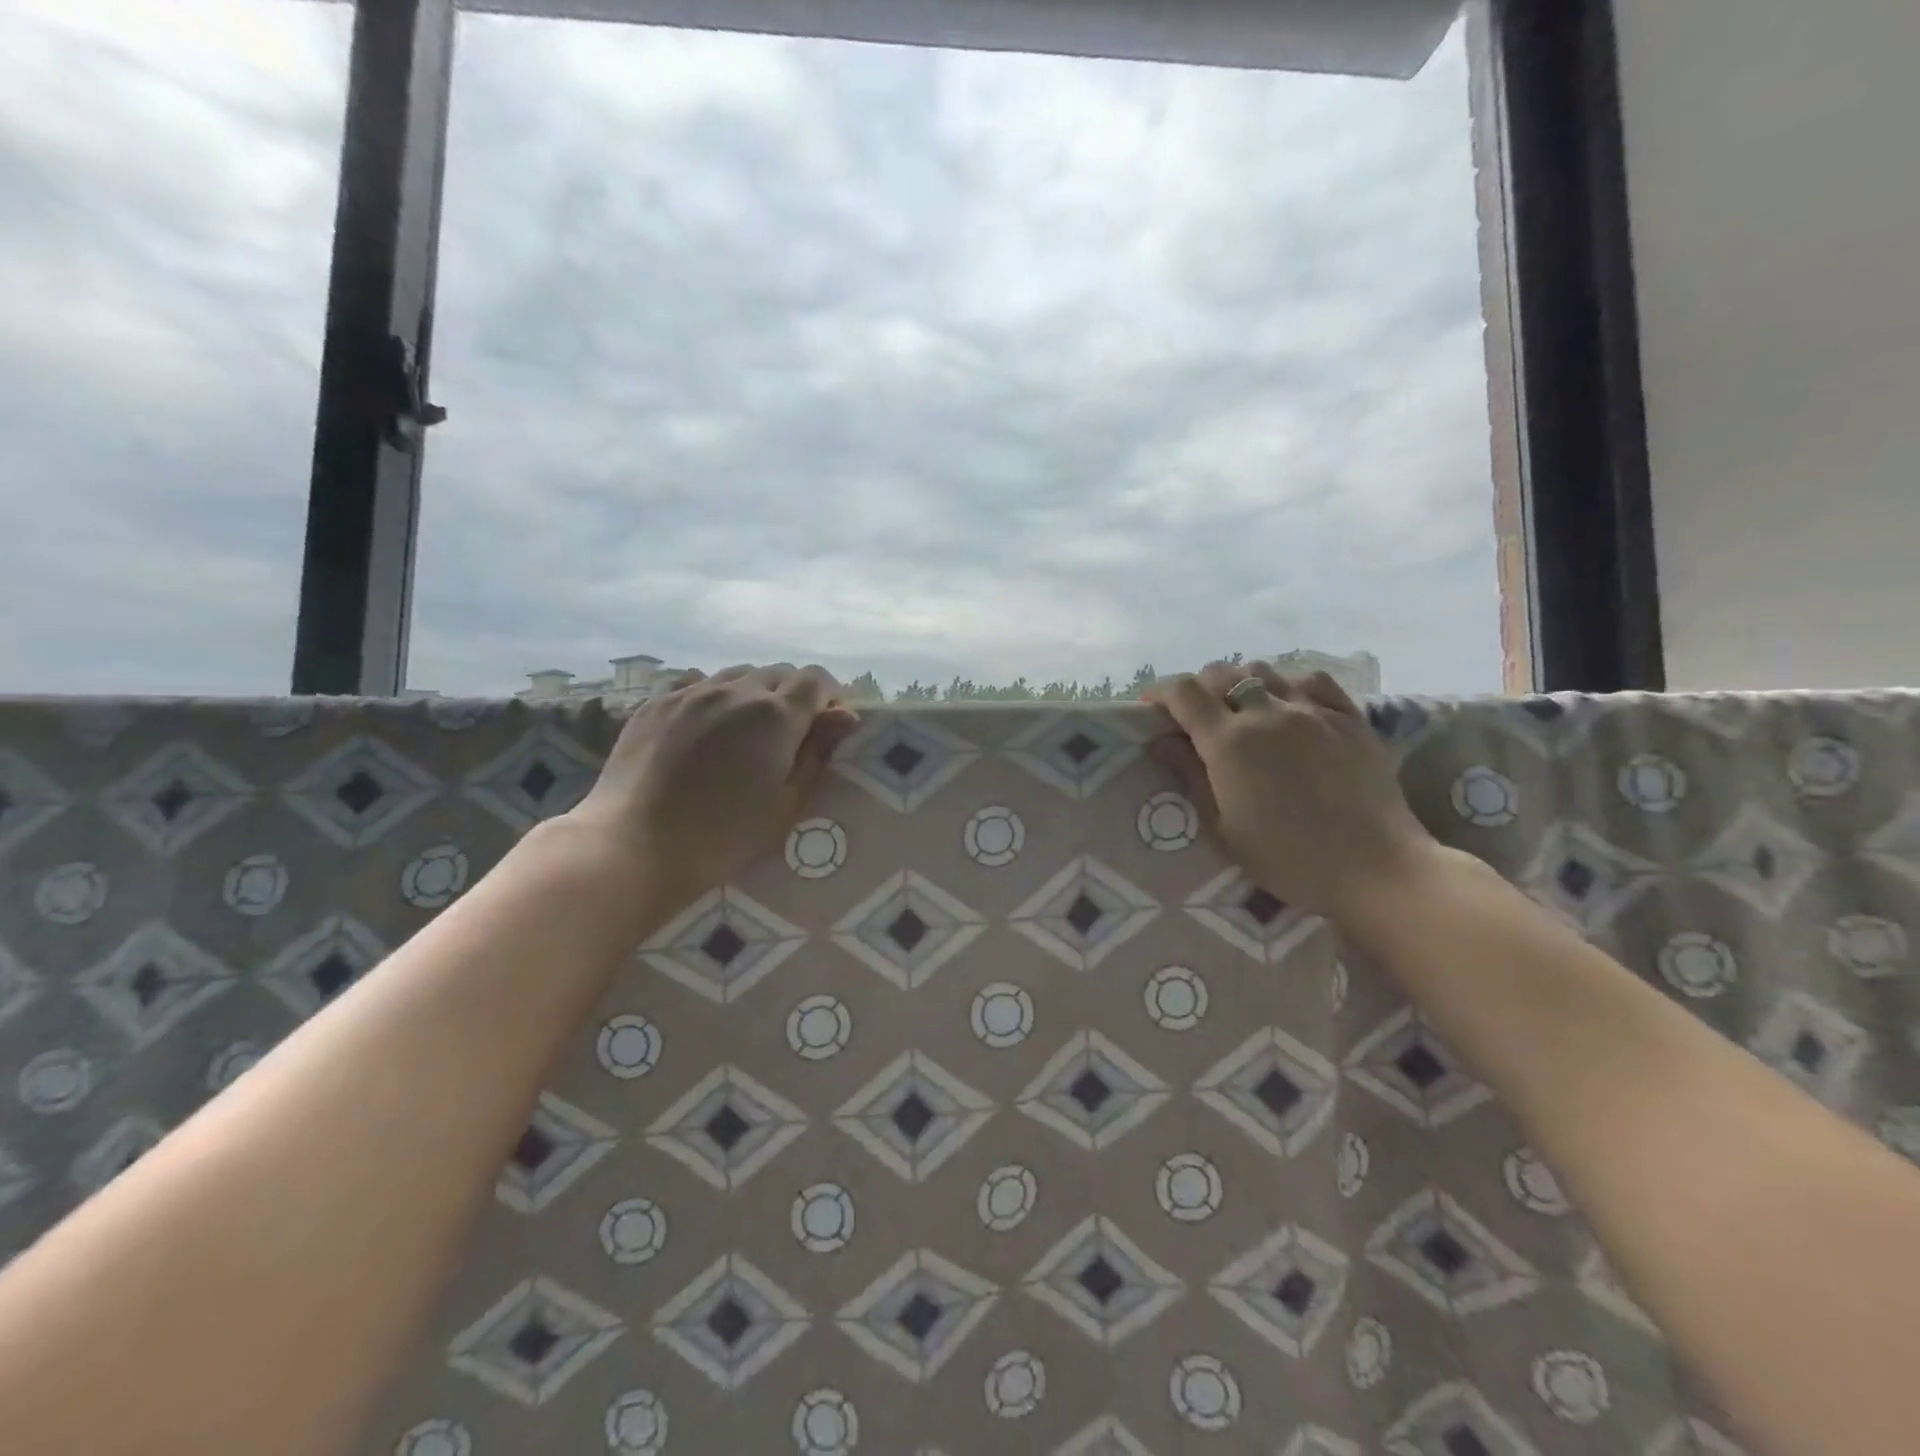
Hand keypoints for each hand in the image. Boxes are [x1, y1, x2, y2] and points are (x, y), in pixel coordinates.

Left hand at [564, 664, 859, 912]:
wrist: (634, 846)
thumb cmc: (723, 837)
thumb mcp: (786, 804)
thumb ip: (817, 754)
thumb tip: (846, 716)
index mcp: (776, 715)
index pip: (817, 680)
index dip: (828, 698)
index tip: (825, 727)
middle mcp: (736, 690)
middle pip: (778, 672)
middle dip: (793, 695)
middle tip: (787, 737)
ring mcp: (691, 693)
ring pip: (737, 675)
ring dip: (752, 693)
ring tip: (744, 731)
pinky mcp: (656, 703)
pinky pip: (697, 684)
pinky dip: (714, 697)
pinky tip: (705, 729)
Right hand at [1143, 661, 1439, 922]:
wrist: (1374, 868)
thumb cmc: (1288, 859)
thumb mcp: (1223, 829)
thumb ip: (1191, 777)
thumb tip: (1162, 741)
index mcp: (1229, 743)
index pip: (1183, 693)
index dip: (1161, 694)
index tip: (1152, 710)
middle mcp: (1266, 713)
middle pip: (1221, 674)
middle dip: (1199, 689)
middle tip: (1196, 717)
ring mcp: (1312, 710)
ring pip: (1264, 670)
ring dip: (1242, 683)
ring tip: (1243, 709)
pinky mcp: (1349, 716)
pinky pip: (1311, 680)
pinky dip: (1289, 684)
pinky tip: (1290, 706)